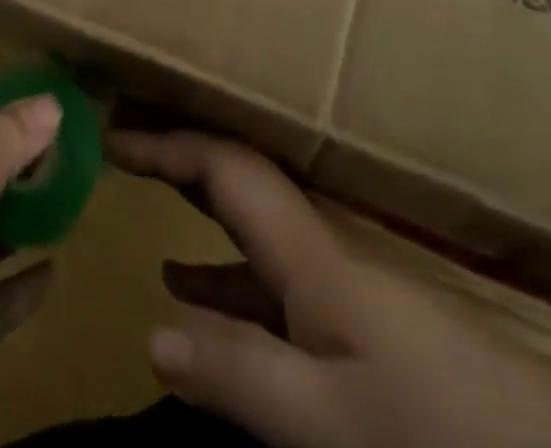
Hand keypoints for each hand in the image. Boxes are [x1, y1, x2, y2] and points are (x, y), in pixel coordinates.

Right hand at [110, 129, 550, 447]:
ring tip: (141, 211)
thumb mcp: (330, 421)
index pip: (224, 167)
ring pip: (250, 224)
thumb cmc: (438, 428)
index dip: (166, 144)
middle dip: (177, 156)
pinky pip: (268, 274)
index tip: (112, 134)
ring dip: (196, 208)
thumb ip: (239, 374)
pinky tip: (197, 294)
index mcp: (308, 248)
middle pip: (236, 176)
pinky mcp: (356, 317)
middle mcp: (319, 244)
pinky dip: (223, 272)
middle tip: (121, 149)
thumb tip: (150, 331)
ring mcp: (339, 279)